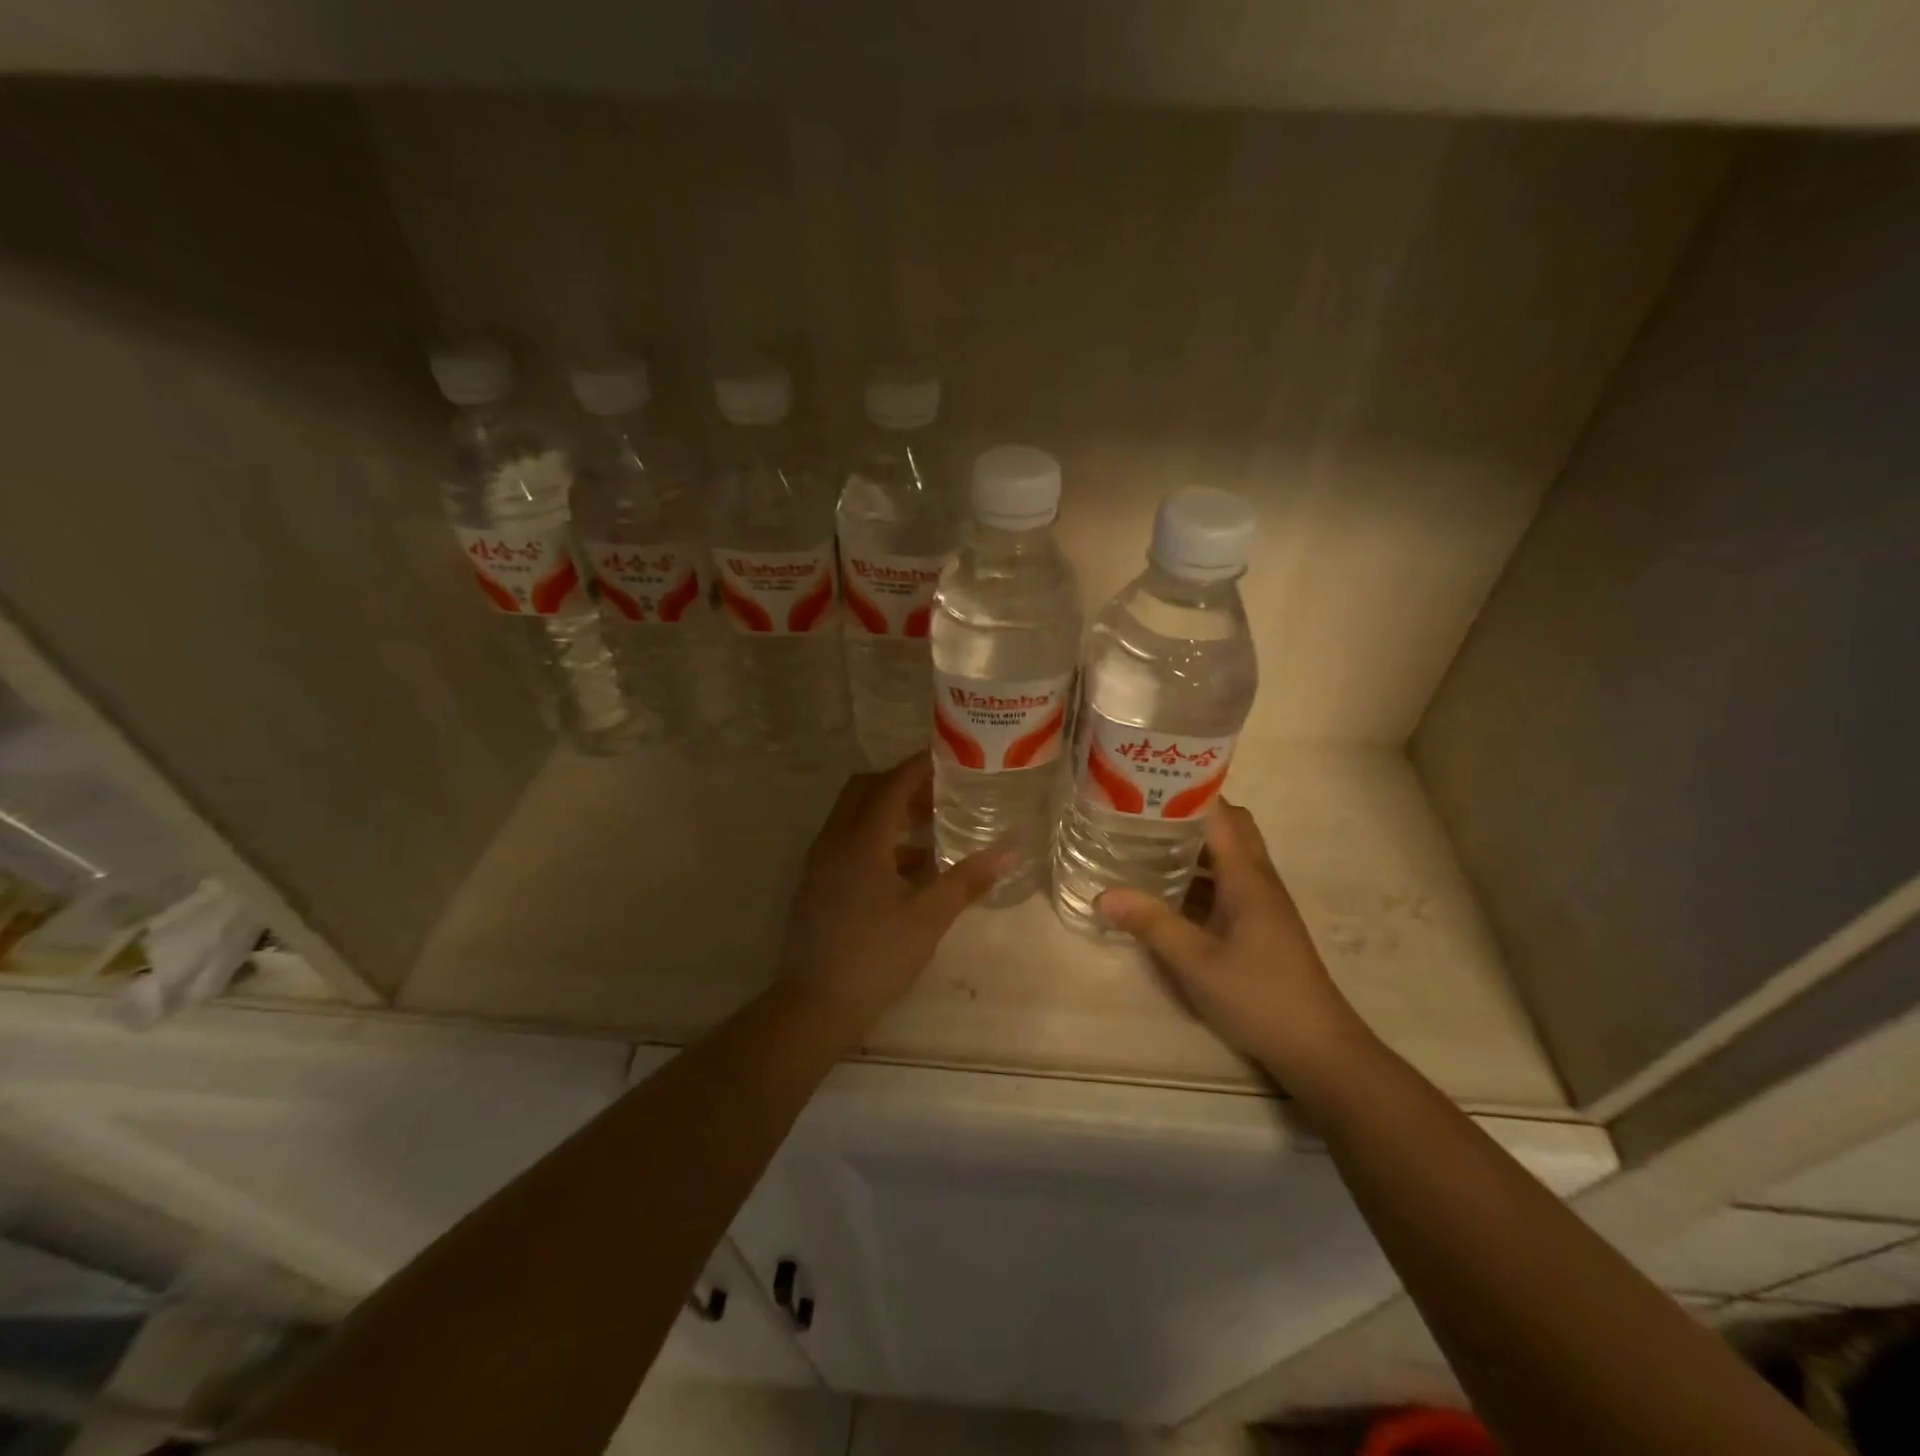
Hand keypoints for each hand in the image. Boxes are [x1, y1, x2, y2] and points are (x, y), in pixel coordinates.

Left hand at [781, 752, 1005, 1028]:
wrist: (814, 1005)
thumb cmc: (876, 957)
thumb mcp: (928, 918)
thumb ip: (966, 881)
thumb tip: (1007, 852)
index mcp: (861, 842)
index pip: (890, 786)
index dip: (917, 767)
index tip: (945, 757)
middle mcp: (834, 842)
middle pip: (864, 790)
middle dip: (899, 784)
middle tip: (937, 792)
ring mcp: (819, 863)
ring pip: (852, 816)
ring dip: (886, 812)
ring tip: (929, 825)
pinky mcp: (815, 884)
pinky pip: (845, 842)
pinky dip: (875, 840)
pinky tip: (907, 867)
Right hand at [1097, 802, 1370, 1079]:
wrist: (1317, 1048)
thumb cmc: (1259, 996)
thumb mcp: (1196, 961)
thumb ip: (1151, 923)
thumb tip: (1102, 894)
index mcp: (1247, 876)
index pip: (1220, 813)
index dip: (1187, 792)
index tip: (1145, 783)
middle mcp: (1258, 879)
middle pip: (1229, 826)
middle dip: (1189, 813)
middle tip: (1142, 811)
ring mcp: (1262, 901)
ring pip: (1228, 854)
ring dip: (1194, 843)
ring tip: (1145, 841)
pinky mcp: (1260, 923)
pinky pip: (1227, 880)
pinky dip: (1199, 873)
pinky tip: (1167, 889)